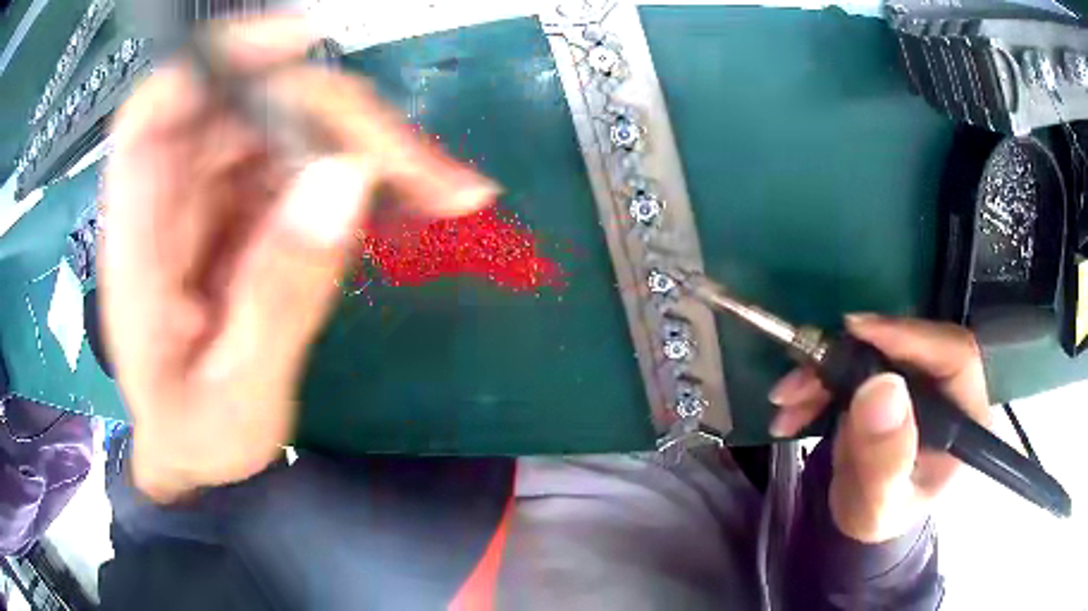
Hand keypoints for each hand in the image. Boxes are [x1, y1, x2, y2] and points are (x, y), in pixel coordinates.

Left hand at [100, 15, 497, 502]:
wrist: (197, 455)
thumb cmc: (198, 439)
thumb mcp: (238, 402)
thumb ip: (280, 299)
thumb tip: (349, 181)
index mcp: (141, 244)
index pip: (159, 111)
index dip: (221, 57)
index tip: (304, 42)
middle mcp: (175, 200)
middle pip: (253, 106)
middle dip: (342, 118)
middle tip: (428, 173)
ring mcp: (217, 197)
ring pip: (295, 127)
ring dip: (372, 146)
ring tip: (445, 193)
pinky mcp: (254, 208)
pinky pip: (314, 163)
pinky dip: (370, 172)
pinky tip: (418, 202)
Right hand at [768, 315, 990, 542]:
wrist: (861, 515)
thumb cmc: (878, 517)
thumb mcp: (879, 503)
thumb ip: (884, 458)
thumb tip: (882, 388)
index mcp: (967, 415)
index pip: (954, 354)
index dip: (910, 335)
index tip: (857, 332)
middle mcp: (949, 386)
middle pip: (908, 345)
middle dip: (849, 358)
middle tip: (802, 377)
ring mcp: (919, 378)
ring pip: (877, 350)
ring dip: (825, 370)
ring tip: (787, 400)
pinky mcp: (892, 376)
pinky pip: (857, 361)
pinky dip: (820, 379)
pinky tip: (794, 406)